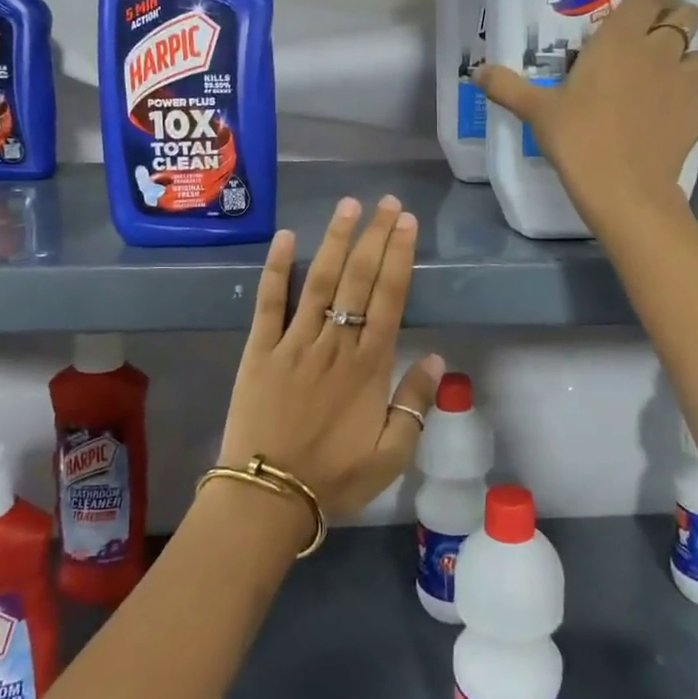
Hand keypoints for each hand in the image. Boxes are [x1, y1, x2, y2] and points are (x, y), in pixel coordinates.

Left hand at [217, 195, 445, 518]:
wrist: (268, 496)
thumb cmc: (333, 478)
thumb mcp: (391, 456)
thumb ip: (415, 405)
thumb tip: (438, 358)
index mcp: (368, 367)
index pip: (389, 299)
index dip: (399, 257)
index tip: (406, 224)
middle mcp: (334, 344)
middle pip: (358, 279)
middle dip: (374, 236)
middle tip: (386, 202)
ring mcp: (294, 343)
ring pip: (320, 281)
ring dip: (336, 241)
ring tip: (348, 206)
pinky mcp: (260, 350)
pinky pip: (269, 303)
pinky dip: (277, 269)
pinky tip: (285, 238)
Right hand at [475, 0, 697, 229]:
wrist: (624, 189)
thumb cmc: (578, 139)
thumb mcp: (537, 112)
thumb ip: (508, 87)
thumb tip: (476, 72)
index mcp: (619, 40)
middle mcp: (659, 51)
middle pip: (686, 14)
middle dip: (676, 15)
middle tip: (656, 31)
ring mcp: (685, 82)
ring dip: (687, 56)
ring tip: (666, 73)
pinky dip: (689, 97)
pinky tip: (670, 113)